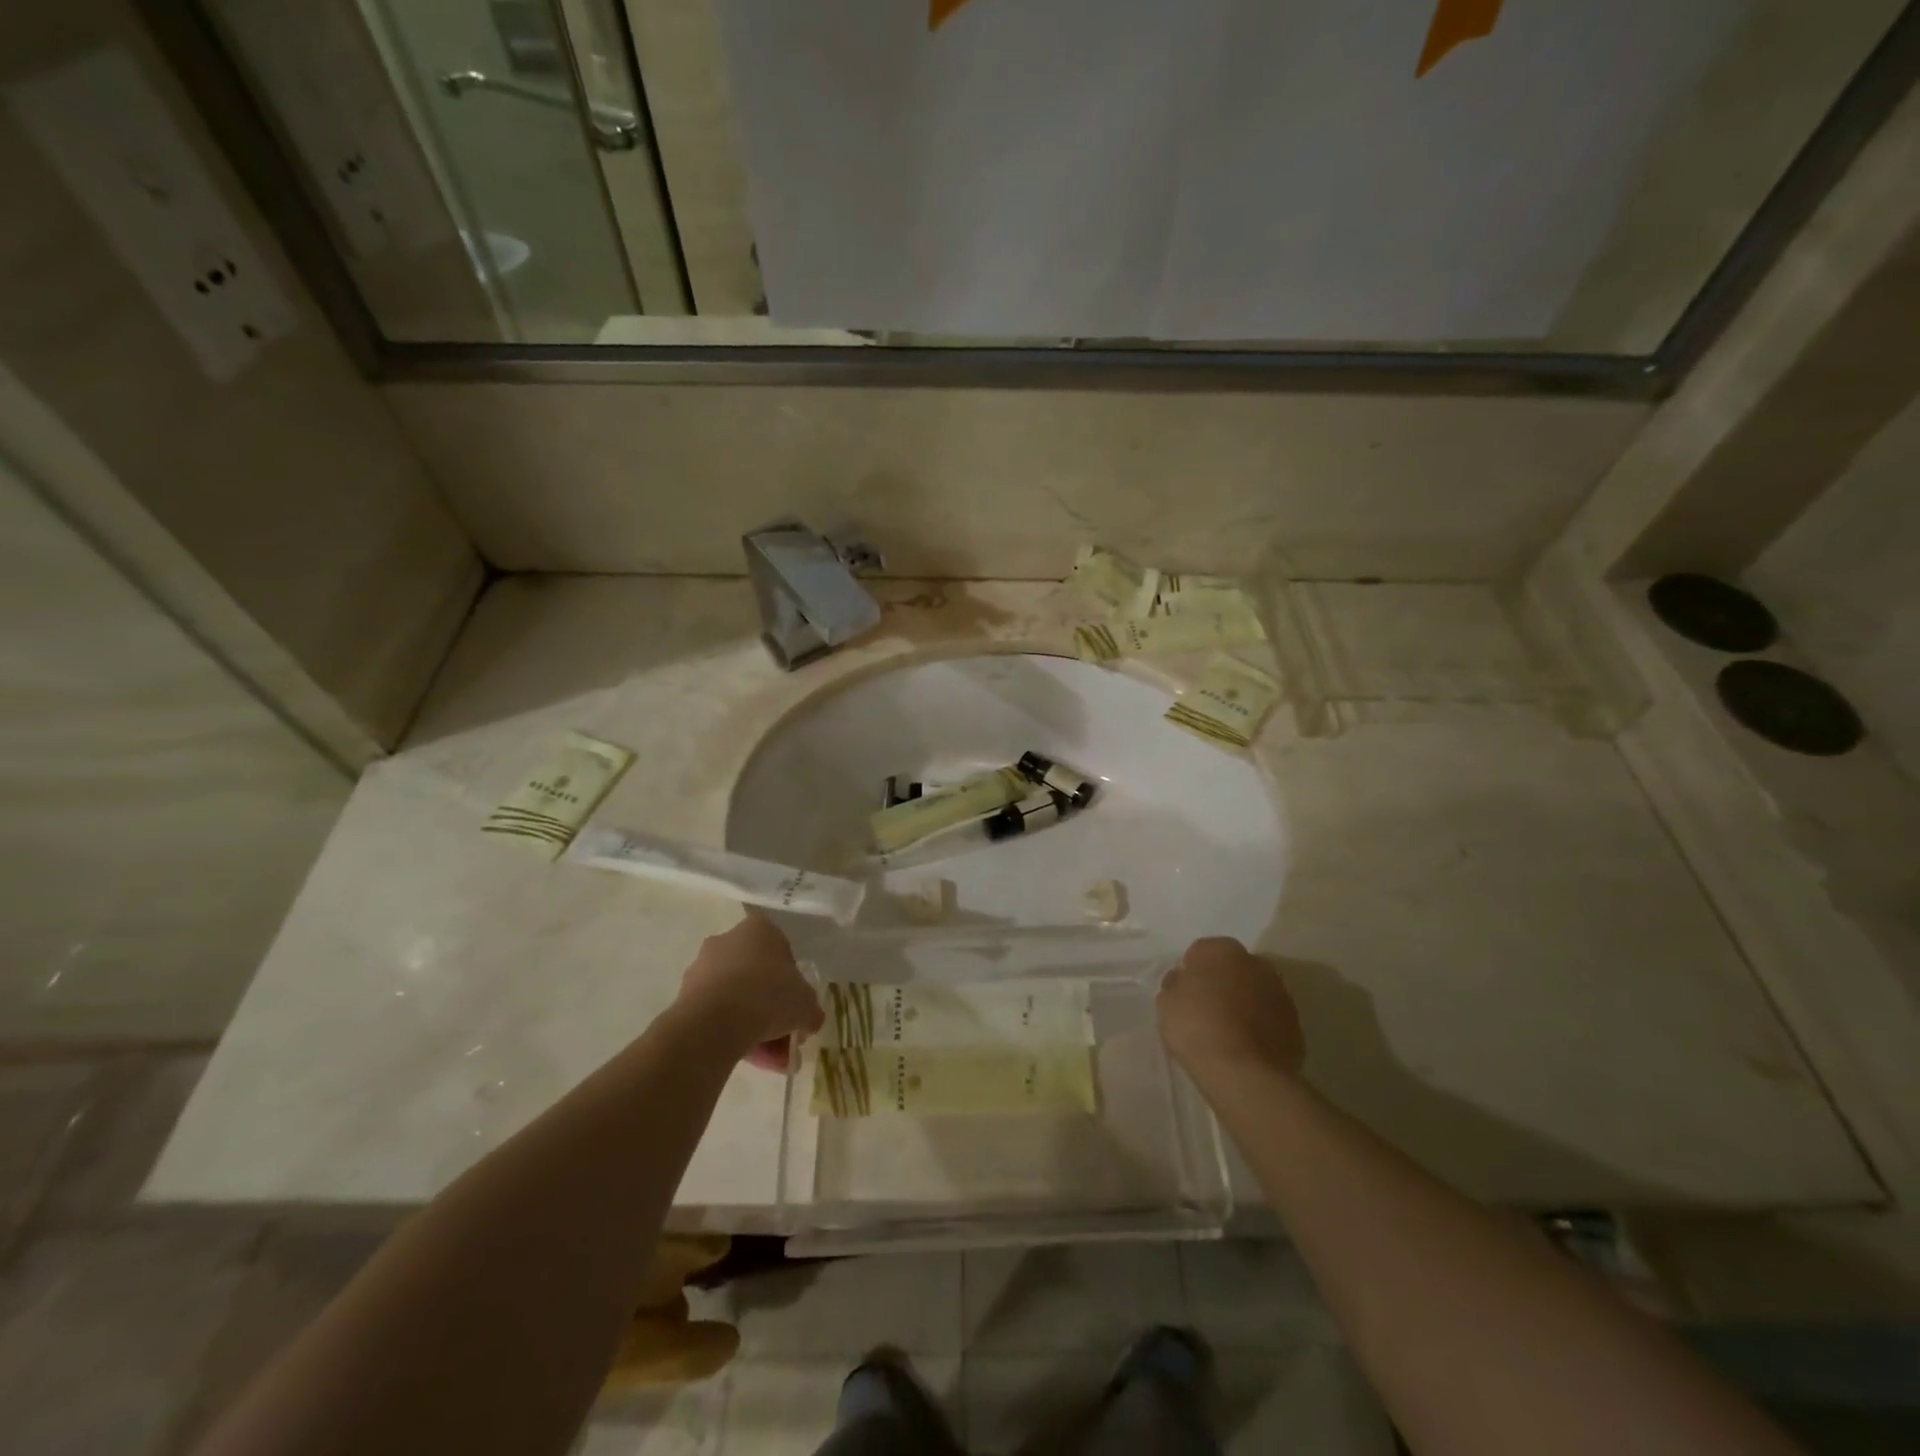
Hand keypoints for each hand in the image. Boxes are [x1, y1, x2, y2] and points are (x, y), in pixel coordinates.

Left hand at [679, 914, 823, 1069]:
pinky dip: (732, 1033)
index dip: (793, 983)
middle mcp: (728, 941)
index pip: (782, 952)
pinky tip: (748, 1059)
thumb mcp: (806, 1004)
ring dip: (754, 1026)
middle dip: (772, 1009)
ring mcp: (702, 968)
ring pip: (737, 998)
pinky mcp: (685, 996)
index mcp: (760, 929)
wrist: (715, 1021)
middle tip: (786, 1037)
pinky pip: (717, 1014)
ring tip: (770, 1060)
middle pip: (757, 977)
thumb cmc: (769, 995)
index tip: (797, 1007)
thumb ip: (810, 1010)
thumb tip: (810, 1021)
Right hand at [1157, 937, 1304, 1079]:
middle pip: (1233, 968)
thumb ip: (1176, 984)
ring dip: (1244, 1004)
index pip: (1201, 952)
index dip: (1192, 972)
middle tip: (1206, 1009)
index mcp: (1222, 950)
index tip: (1185, 993)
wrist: (1243, 1073)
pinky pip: (1270, 1019)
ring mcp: (1281, 994)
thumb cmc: (1196, 1027)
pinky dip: (1260, 1027)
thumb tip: (1185, 980)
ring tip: (1228, 1033)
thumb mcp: (1166, 1002)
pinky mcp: (1295, 1025)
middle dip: (1223, 982)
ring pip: (1255, 992)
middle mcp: (1256, 963)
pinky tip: (1246, 1048)